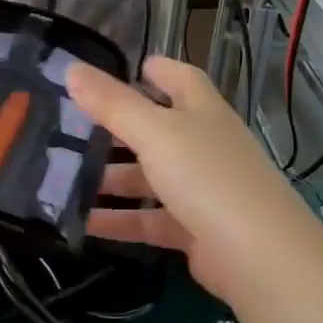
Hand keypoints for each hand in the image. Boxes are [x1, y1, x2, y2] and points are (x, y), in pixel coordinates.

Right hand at [65, 57, 322, 306]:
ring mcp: (202, 190)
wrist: (257, 254)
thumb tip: (72, 69)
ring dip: (112, 178)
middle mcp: (205, 146)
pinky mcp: (194, 230)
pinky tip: (83, 223)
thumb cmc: (208, 177)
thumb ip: (113, 104)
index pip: (182, 80)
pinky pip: (150, 219)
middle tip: (71, 129)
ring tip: (64, 179)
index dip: (158, 70)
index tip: (128, 67)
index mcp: (203, 112)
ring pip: (149, 178)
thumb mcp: (156, 133)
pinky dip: (120, 220)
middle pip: (158, 130)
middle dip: (117, 130)